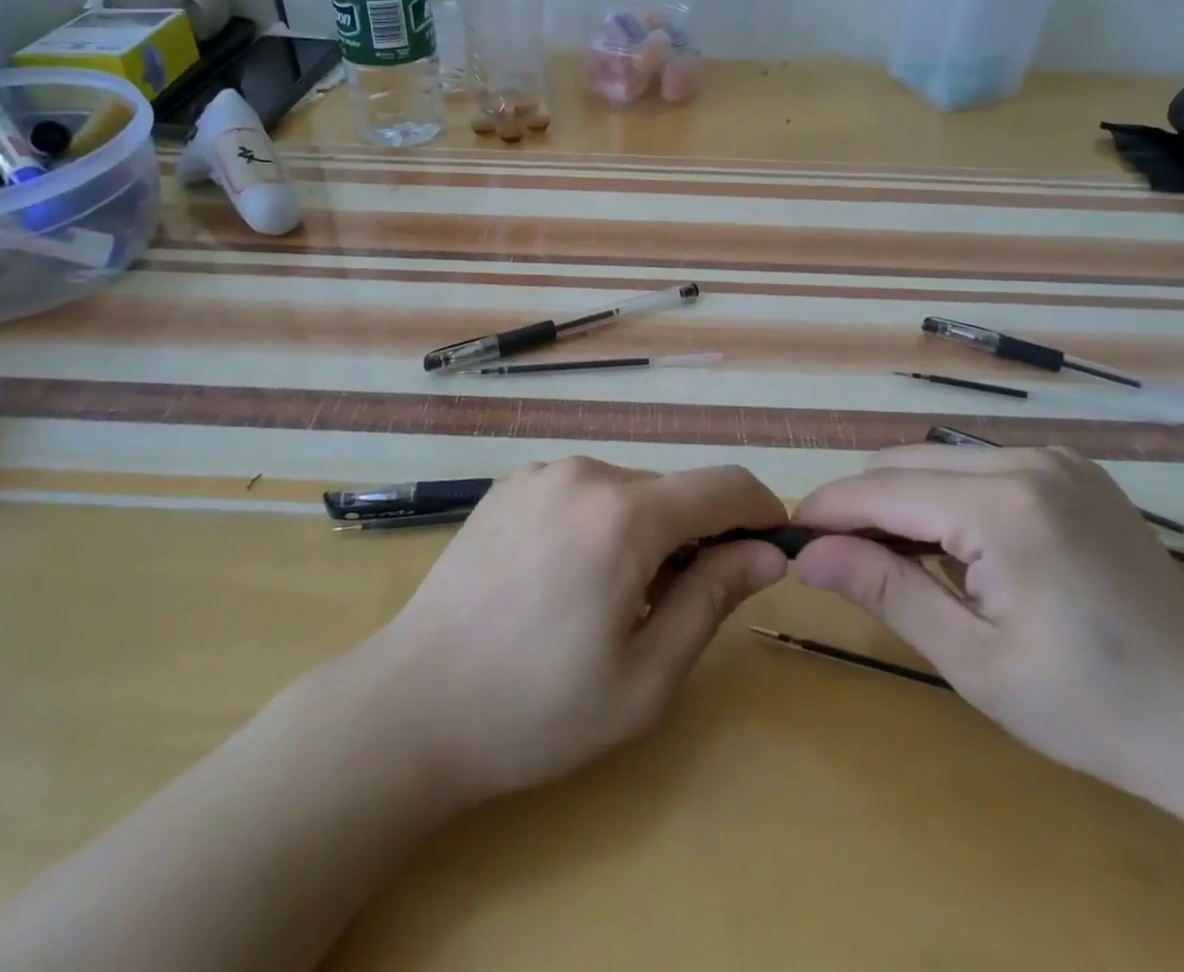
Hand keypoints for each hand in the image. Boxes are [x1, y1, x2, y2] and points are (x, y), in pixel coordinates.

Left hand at [344, 456, 788, 804]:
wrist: (412, 705)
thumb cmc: (537, 709)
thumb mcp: (646, 677)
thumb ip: (713, 599)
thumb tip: (766, 553)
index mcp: (625, 515)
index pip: (724, 485)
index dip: (760, 511)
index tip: (771, 550)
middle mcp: (585, 472)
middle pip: (673, 490)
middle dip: (696, 536)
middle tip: (673, 608)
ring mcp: (541, 473)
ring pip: (628, 490)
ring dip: (645, 532)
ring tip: (610, 602)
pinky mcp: (510, 485)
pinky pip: (582, 492)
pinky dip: (599, 523)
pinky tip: (565, 580)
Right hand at [791, 444, 1183, 816]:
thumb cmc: (1095, 709)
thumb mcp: (974, 661)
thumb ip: (885, 590)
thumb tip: (806, 554)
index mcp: (1004, 504)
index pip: (881, 488)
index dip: (827, 510)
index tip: (789, 539)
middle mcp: (1028, 460)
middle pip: (904, 463)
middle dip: (862, 506)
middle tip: (842, 563)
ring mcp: (1057, 460)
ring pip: (938, 461)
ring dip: (902, 501)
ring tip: (898, 562)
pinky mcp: (1074, 472)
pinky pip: (979, 467)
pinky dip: (947, 498)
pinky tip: (959, 550)